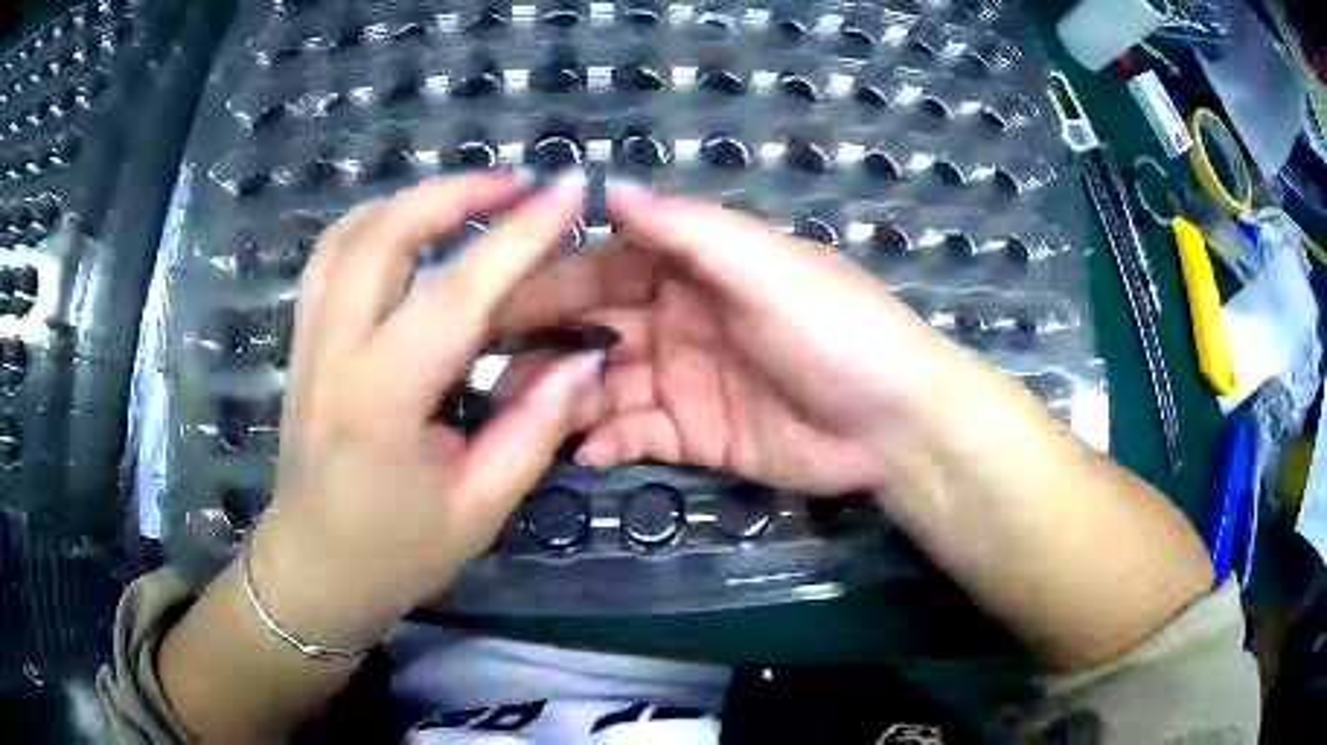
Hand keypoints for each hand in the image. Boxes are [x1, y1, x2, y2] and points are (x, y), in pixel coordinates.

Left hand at [251, 173, 605, 648]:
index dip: (518, 235)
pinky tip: (409, 233)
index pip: (456, 294)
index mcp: (381, 402)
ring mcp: (307, 342)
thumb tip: (587, 360)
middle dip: (453, 192)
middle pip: (381, 235)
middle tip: (516, 185)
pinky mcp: (301, 343)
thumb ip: (535, 430)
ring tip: (467, 200)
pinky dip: (374, 224)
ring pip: (346, 235)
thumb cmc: (395, 554)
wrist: (313, 569)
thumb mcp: (479, 509)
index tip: (568, 190)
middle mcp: (333, 354)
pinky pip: (329, 258)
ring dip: (410, 200)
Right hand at [511, 184, 970, 497]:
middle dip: (545, 341)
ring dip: (564, 396)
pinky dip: (607, 440)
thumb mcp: (765, 267)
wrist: (894, 424)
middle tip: (487, 364)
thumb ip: (687, 232)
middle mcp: (682, 317)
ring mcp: (685, 379)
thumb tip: (611, 187)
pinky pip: (637, 433)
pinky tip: (580, 450)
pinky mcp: (696, 434)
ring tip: (519, 415)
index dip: (552, 277)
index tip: (495, 295)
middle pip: (596, 324)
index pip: (608, 263)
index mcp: (697, 267)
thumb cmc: (835, 330)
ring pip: (606, 383)